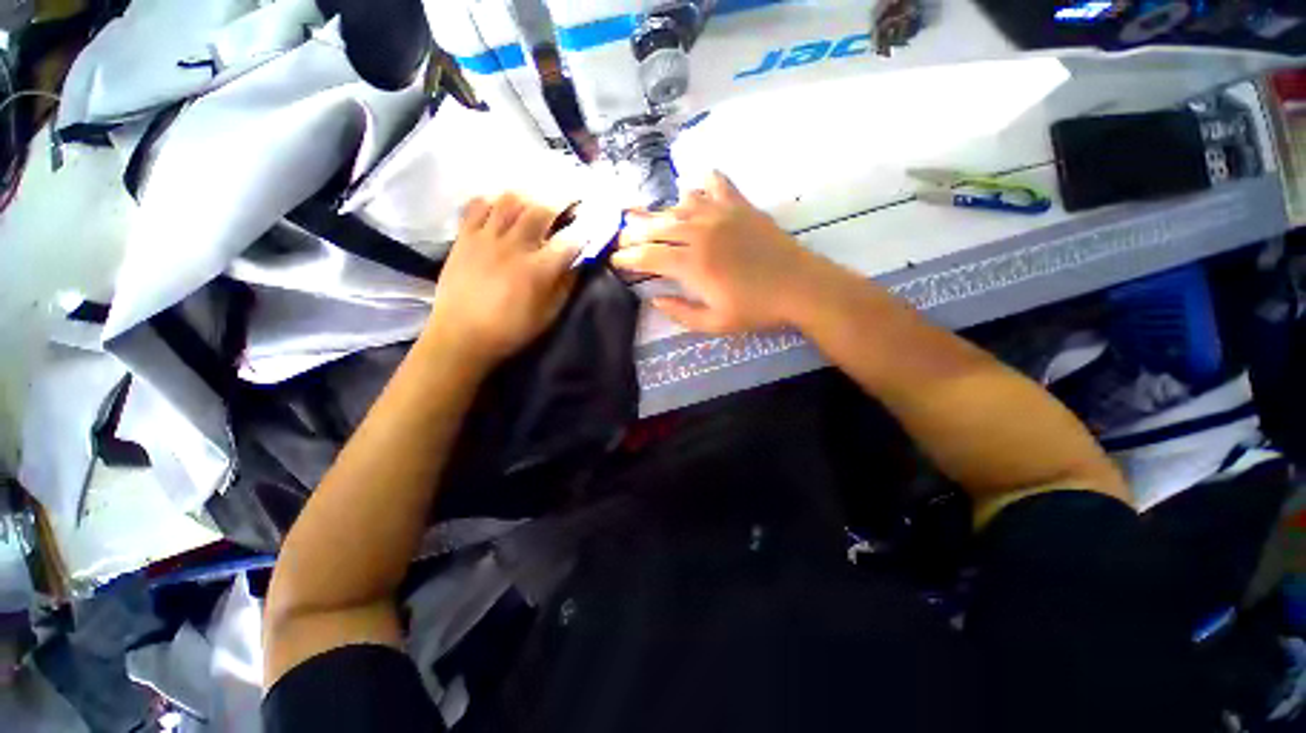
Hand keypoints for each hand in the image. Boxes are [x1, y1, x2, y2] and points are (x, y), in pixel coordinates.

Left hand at [425, 192, 579, 370]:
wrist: (461, 335)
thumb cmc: (511, 329)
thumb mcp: (549, 314)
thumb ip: (566, 284)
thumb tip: (579, 260)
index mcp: (538, 270)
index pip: (570, 240)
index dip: (586, 228)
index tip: (595, 221)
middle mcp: (514, 246)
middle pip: (541, 208)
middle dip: (563, 197)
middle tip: (573, 195)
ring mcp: (486, 238)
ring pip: (510, 199)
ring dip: (531, 193)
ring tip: (540, 196)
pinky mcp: (465, 237)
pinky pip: (478, 204)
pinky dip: (494, 199)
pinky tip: (503, 204)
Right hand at [612, 172, 818, 333]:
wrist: (800, 287)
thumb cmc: (757, 310)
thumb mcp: (714, 324)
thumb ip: (680, 313)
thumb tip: (655, 299)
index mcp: (692, 265)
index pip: (649, 257)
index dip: (628, 258)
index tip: (615, 260)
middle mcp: (700, 233)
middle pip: (657, 227)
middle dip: (635, 233)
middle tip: (623, 238)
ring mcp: (721, 214)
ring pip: (679, 205)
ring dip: (660, 211)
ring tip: (648, 218)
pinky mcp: (740, 205)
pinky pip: (715, 183)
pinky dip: (700, 183)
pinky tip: (694, 189)